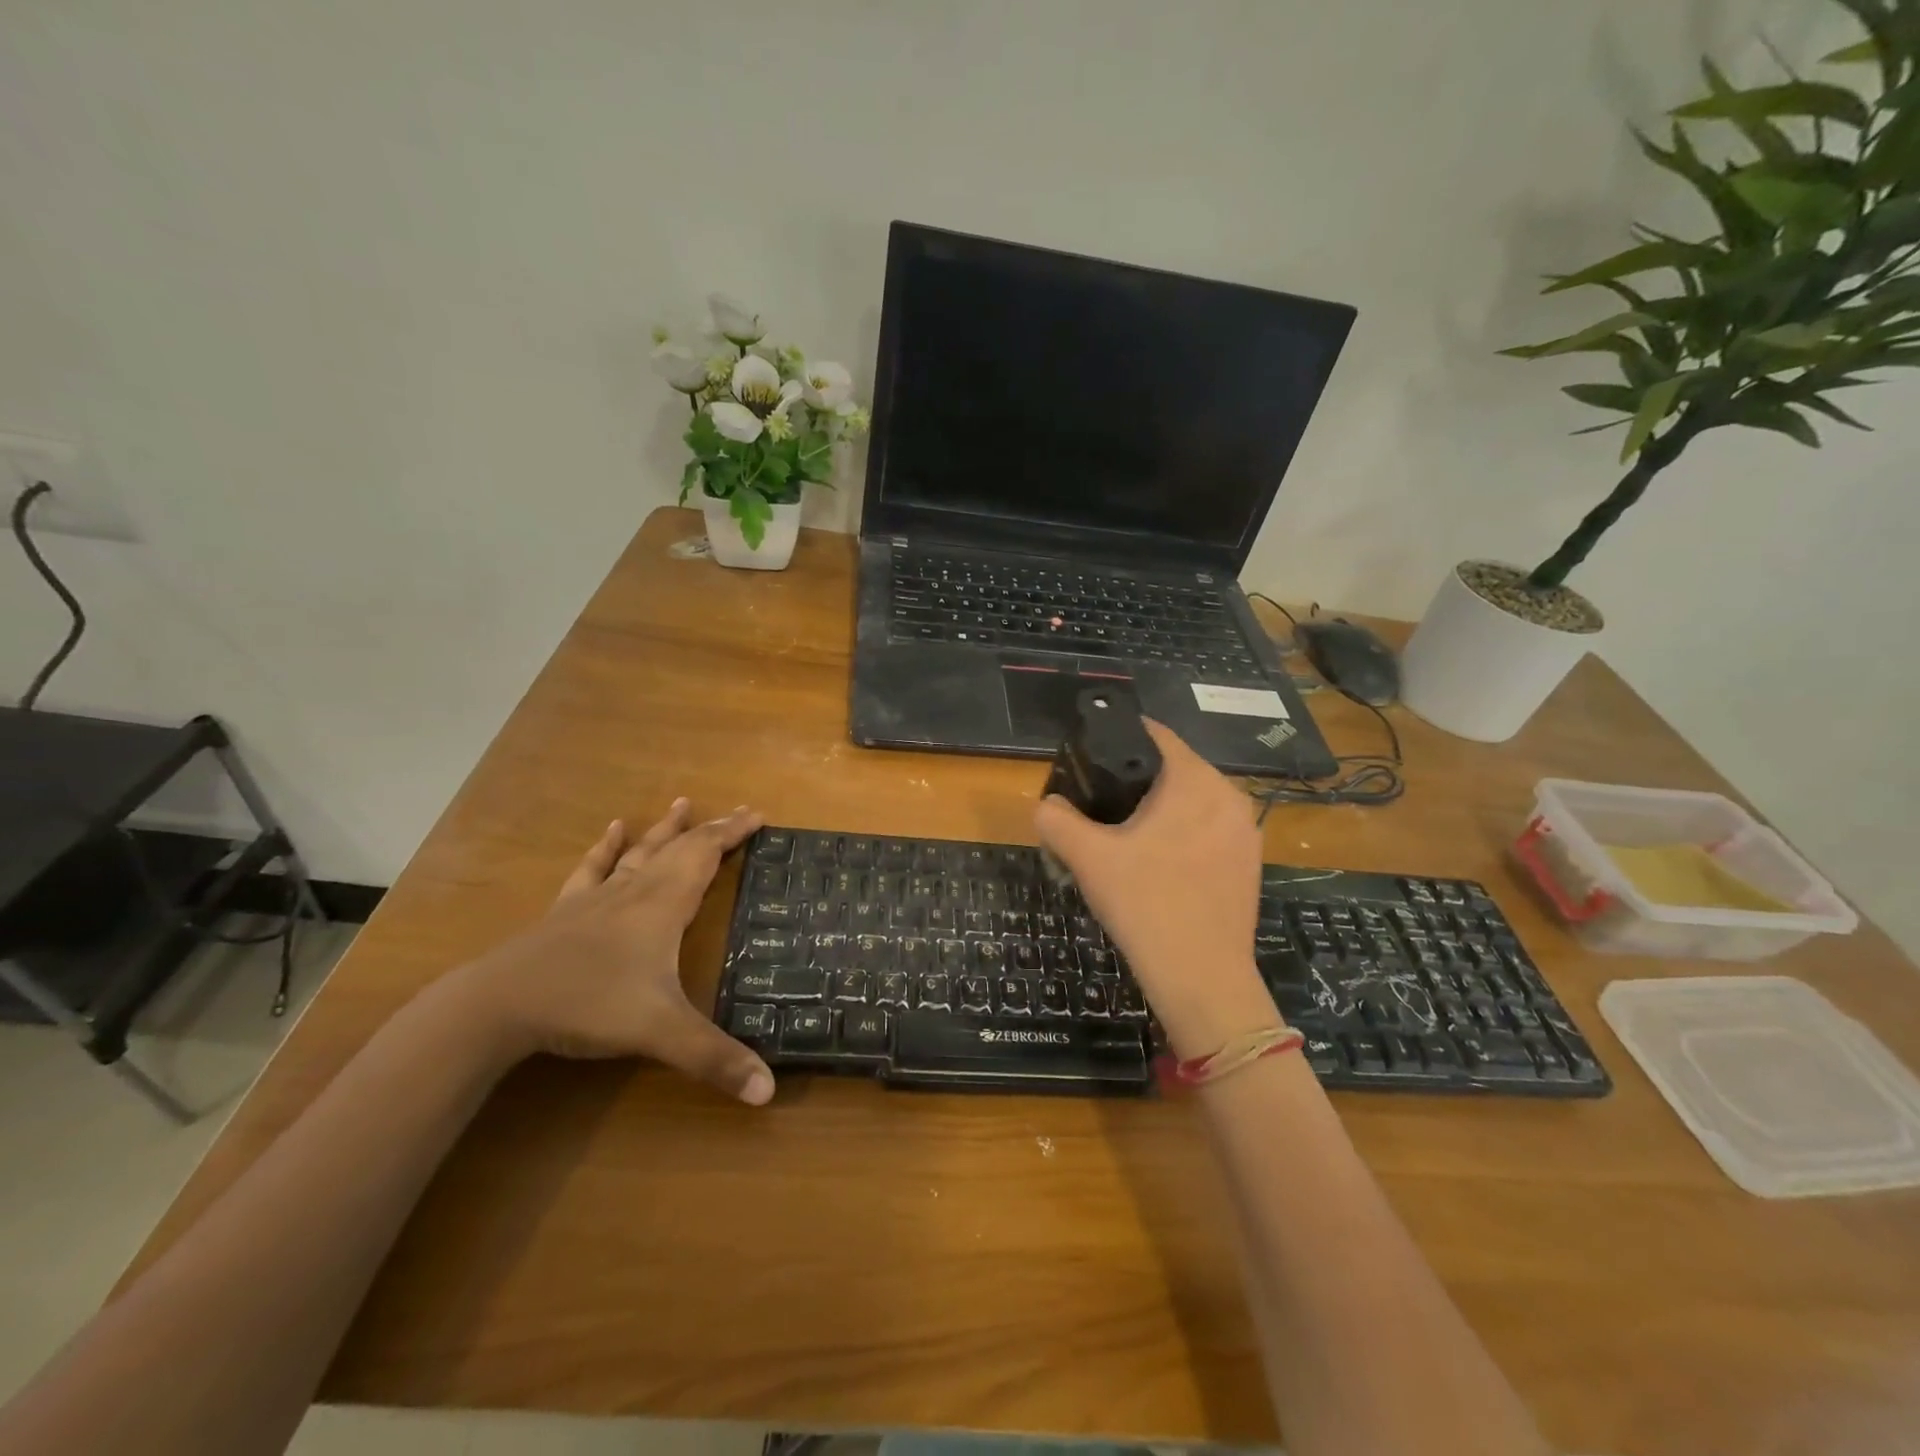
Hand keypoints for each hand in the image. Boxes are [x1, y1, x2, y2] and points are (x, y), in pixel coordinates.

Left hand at [454, 799, 775, 1103]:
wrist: (498, 1004)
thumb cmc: (588, 1004)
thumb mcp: (660, 1033)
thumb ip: (715, 1059)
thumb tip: (769, 1092)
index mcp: (663, 906)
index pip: (705, 856)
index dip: (732, 833)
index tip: (757, 814)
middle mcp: (635, 891)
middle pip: (679, 848)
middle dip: (711, 829)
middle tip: (737, 810)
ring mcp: (597, 899)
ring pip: (639, 853)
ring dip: (664, 829)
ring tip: (680, 804)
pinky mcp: (566, 911)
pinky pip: (592, 870)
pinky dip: (605, 849)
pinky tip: (611, 830)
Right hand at [1034, 721, 1280, 1059]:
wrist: (1202, 980)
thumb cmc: (1145, 905)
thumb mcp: (1087, 858)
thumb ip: (1056, 819)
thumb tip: (1047, 805)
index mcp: (1195, 781)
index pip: (1155, 735)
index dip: (1118, 735)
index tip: (1090, 754)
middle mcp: (1229, 795)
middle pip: (1173, 769)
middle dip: (1136, 780)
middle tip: (1099, 805)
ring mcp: (1245, 831)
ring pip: (1192, 802)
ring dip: (1160, 810)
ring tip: (1124, 837)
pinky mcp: (1249, 863)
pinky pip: (1208, 831)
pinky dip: (1182, 835)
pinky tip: (1157, 866)